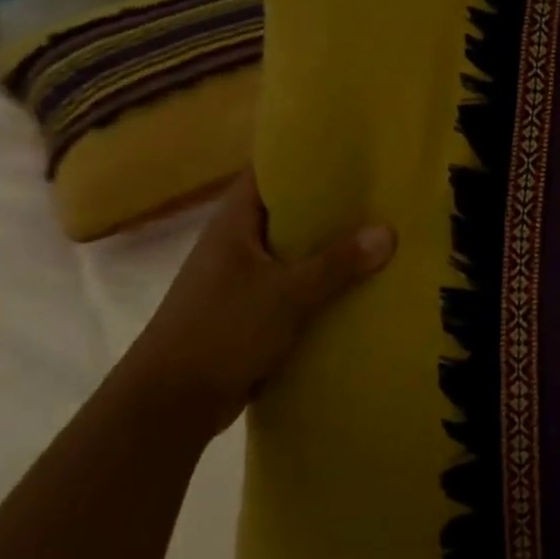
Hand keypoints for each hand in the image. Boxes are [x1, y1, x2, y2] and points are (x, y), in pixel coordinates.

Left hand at [111, 172, 395, 439]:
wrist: (170, 404)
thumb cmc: (222, 331)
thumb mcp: (286, 294)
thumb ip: (337, 264)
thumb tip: (389, 231)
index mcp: (233, 225)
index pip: (268, 175)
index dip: (304, 159)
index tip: (349, 154)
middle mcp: (235, 246)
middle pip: (287, 214)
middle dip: (329, 207)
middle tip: (379, 196)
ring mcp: (240, 281)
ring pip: (292, 254)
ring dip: (328, 250)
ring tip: (379, 237)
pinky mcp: (248, 313)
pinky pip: (293, 288)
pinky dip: (320, 286)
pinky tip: (357, 288)